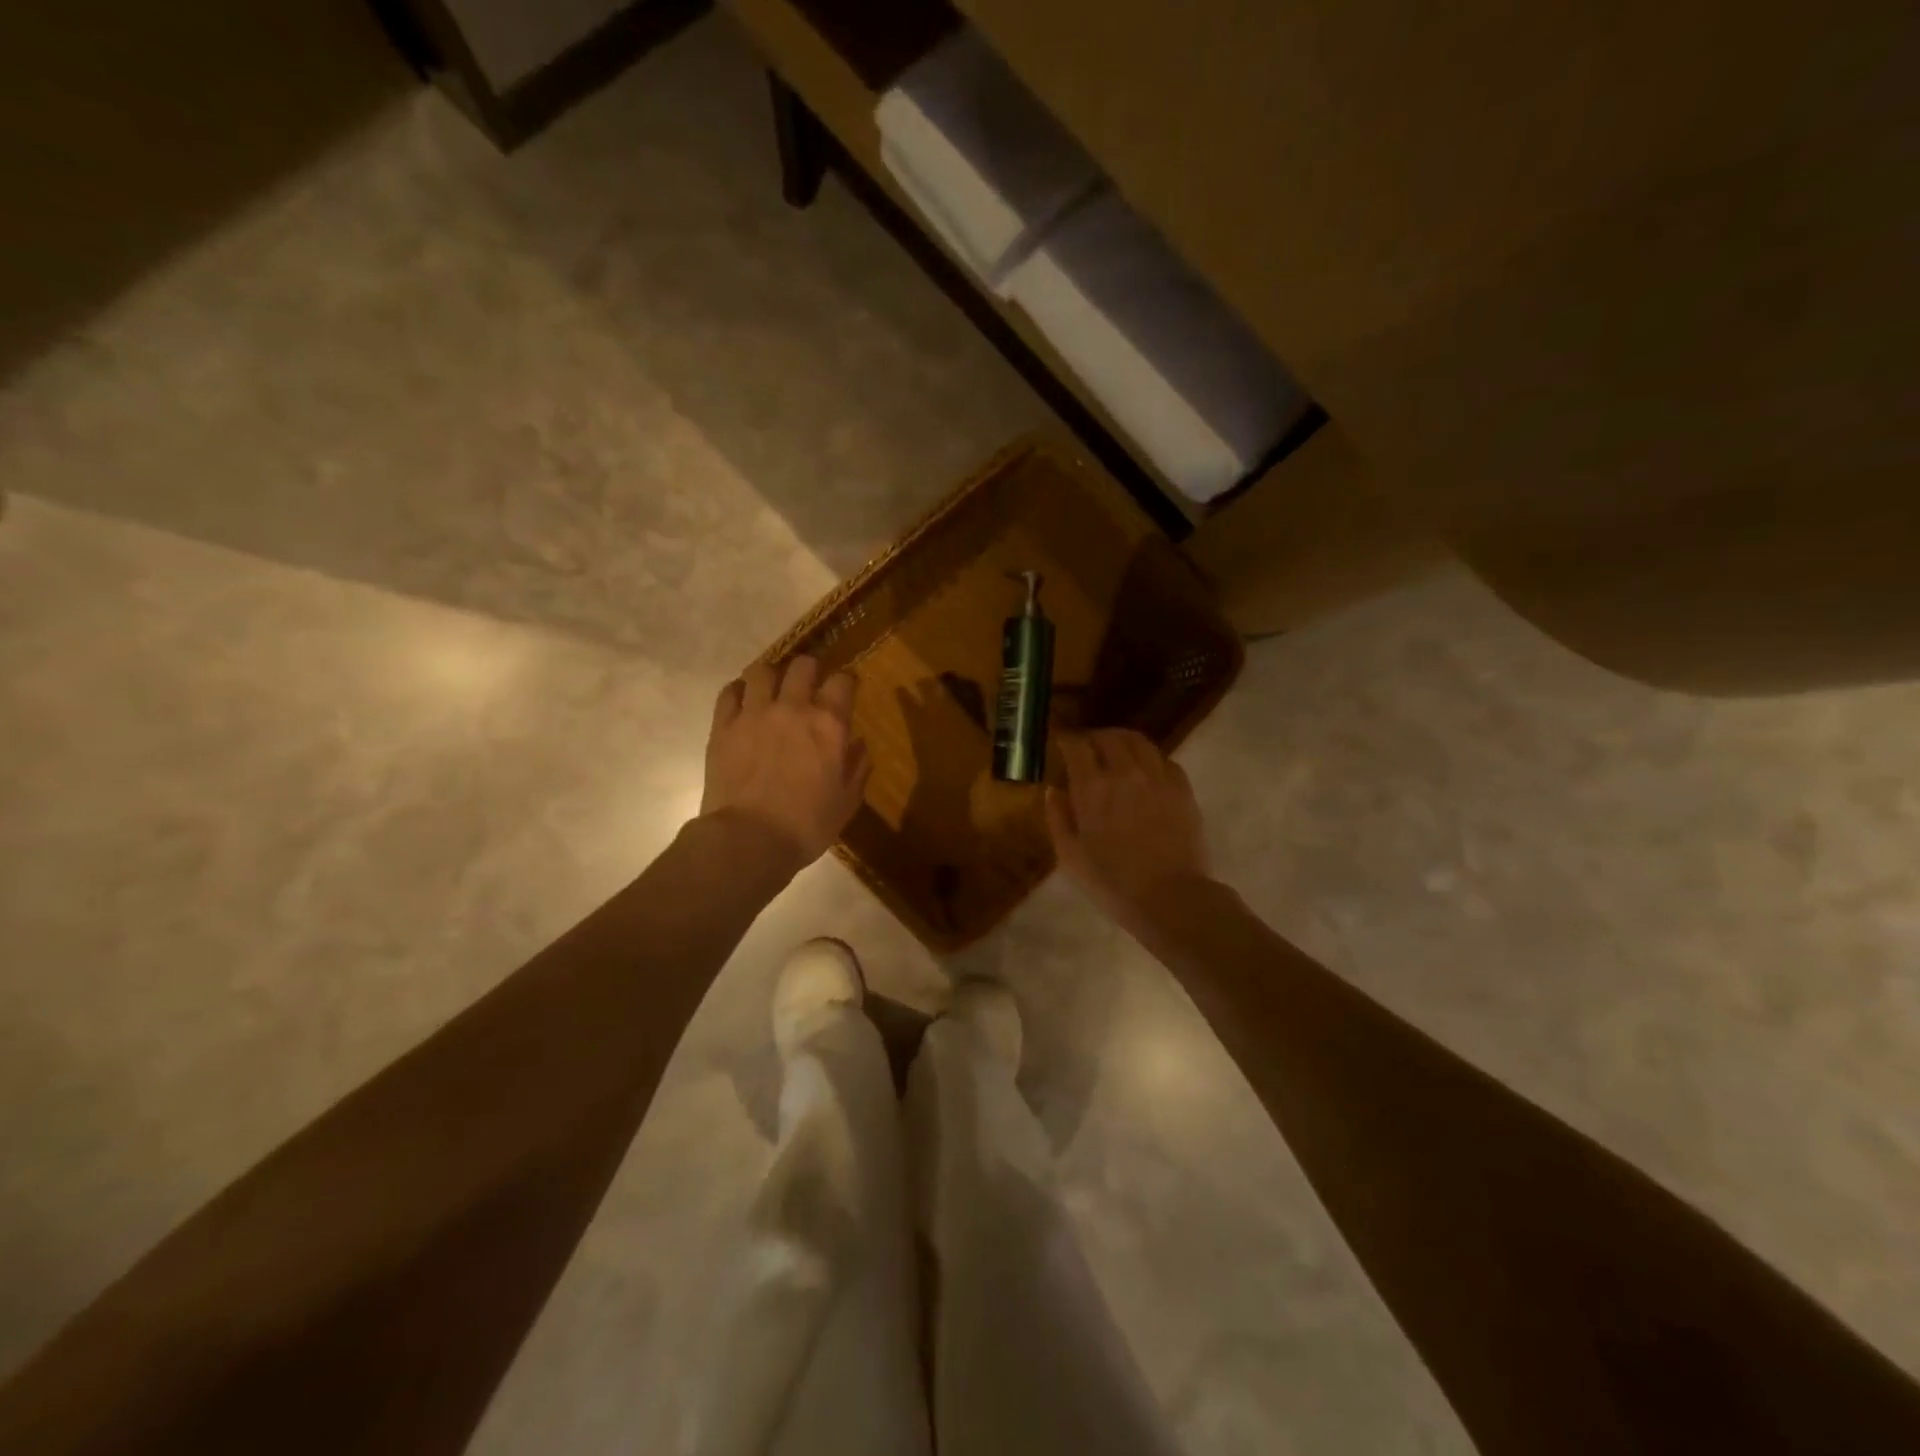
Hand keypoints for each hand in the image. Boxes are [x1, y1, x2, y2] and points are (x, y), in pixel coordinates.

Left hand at [701, 656, 871, 870]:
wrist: (749, 840)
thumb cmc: (807, 826)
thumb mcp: (847, 802)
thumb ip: (857, 767)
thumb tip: (859, 745)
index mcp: (829, 725)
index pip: (843, 681)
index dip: (846, 682)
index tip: (846, 691)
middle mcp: (793, 708)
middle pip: (803, 665)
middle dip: (809, 670)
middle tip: (809, 686)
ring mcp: (754, 713)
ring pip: (761, 670)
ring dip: (771, 676)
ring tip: (771, 690)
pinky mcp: (723, 726)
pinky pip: (729, 692)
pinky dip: (739, 691)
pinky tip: (743, 702)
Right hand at [1047, 729, 1210, 928]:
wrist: (1169, 898)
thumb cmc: (1112, 882)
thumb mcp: (1070, 856)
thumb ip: (1057, 818)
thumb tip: (1054, 790)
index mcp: (1092, 787)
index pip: (1077, 746)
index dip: (1067, 740)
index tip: (1062, 744)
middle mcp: (1125, 772)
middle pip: (1109, 737)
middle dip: (1095, 737)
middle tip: (1088, 748)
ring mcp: (1158, 777)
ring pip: (1140, 741)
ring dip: (1123, 741)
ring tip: (1117, 751)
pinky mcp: (1183, 789)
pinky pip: (1165, 760)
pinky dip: (1150, 758)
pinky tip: (1146, 771)